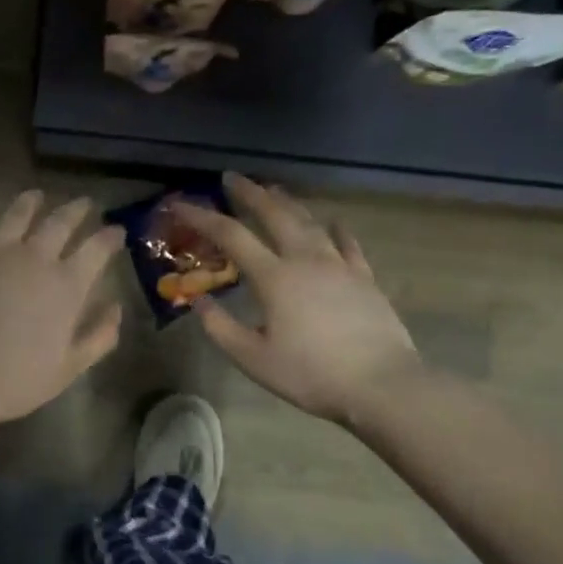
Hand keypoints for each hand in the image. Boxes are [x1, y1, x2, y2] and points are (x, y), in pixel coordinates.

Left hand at [0, 191, 125, 425]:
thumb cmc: (14, 379)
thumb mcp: (68, 368)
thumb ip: (99, 337)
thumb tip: (116, 308)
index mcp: (67, 285)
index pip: (97, 249)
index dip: (110, 237)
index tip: (117, 230)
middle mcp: (35, 257)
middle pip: (61, 222)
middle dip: (77, 210)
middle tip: (84, 203)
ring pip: (18, 214)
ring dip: (31, 202)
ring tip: (37, 195)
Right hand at [175, 174, 420, 424]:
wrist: (381, 385)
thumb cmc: (311, 375)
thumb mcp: (253, 359)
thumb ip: (220, 328)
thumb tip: (198, 300)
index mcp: (274, 278)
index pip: (231, 236)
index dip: (202, 217)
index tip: (181, 205)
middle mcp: (305, 260)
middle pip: (274, 215)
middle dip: (250, 193)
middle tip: (232, 178)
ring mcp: (339, 266)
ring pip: (309, 222)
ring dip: (288, 203)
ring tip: (274, 190)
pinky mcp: (365, 278)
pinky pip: (348, 244)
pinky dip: (336, 229)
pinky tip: (334, 222)